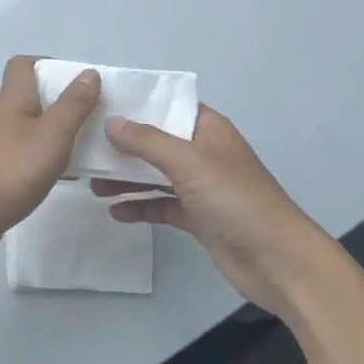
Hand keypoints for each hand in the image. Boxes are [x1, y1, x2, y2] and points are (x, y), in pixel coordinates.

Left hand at [0, 56, 101, 265]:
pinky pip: (29, 156)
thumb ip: (73, 105)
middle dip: (62, 101)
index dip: (50, 64)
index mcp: (13, 101)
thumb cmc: (12, 170)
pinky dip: (49, 159)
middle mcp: (3, 118)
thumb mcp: (52, 135)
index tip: (80, 81)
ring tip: (88, 146)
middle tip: (93, 115)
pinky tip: (68, 176)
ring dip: (58, 132)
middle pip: (31, 96)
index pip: (23, 65)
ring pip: (33, 128)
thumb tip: (89, 73)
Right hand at [94, 106, 327, 316]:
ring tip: (92, 184)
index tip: (101, 104)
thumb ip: (147, 141)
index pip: (169, 107)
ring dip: (127, 178)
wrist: (277, 260)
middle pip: (157, 142)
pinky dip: (140, 206)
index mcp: (208, 130)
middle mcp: (203, 154)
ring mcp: (201, 187)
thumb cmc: (235, 199)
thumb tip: (111, 122)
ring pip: (155, 175)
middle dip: (123, 145)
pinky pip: (162, 205)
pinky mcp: (198, 218)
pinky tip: (115, 212)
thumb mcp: (188, 162)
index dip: (138, 104)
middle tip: (85, 147)